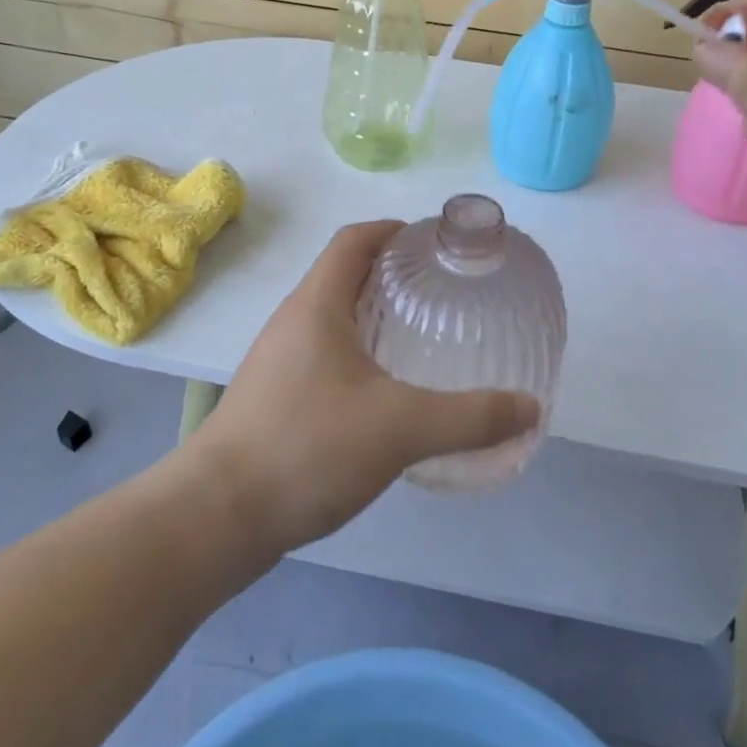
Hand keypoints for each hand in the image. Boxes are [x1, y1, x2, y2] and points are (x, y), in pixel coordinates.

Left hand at [190, 221, 539, 552]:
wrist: (216, 516)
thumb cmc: (306, 447)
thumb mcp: (400, 428)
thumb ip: (470, 417)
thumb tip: (530, 408)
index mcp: (317, 304)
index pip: (354, 240)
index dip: (394, 230)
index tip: (435, 242)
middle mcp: (293, 321)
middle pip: (344, 275)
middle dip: (392, 274)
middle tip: (442, 292)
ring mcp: (279, 360)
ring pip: (333, 319)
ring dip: (374, 316)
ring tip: (421, 339)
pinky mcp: (274, 397)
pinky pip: (324, 356)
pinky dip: (359, 355)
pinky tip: (385, 394)